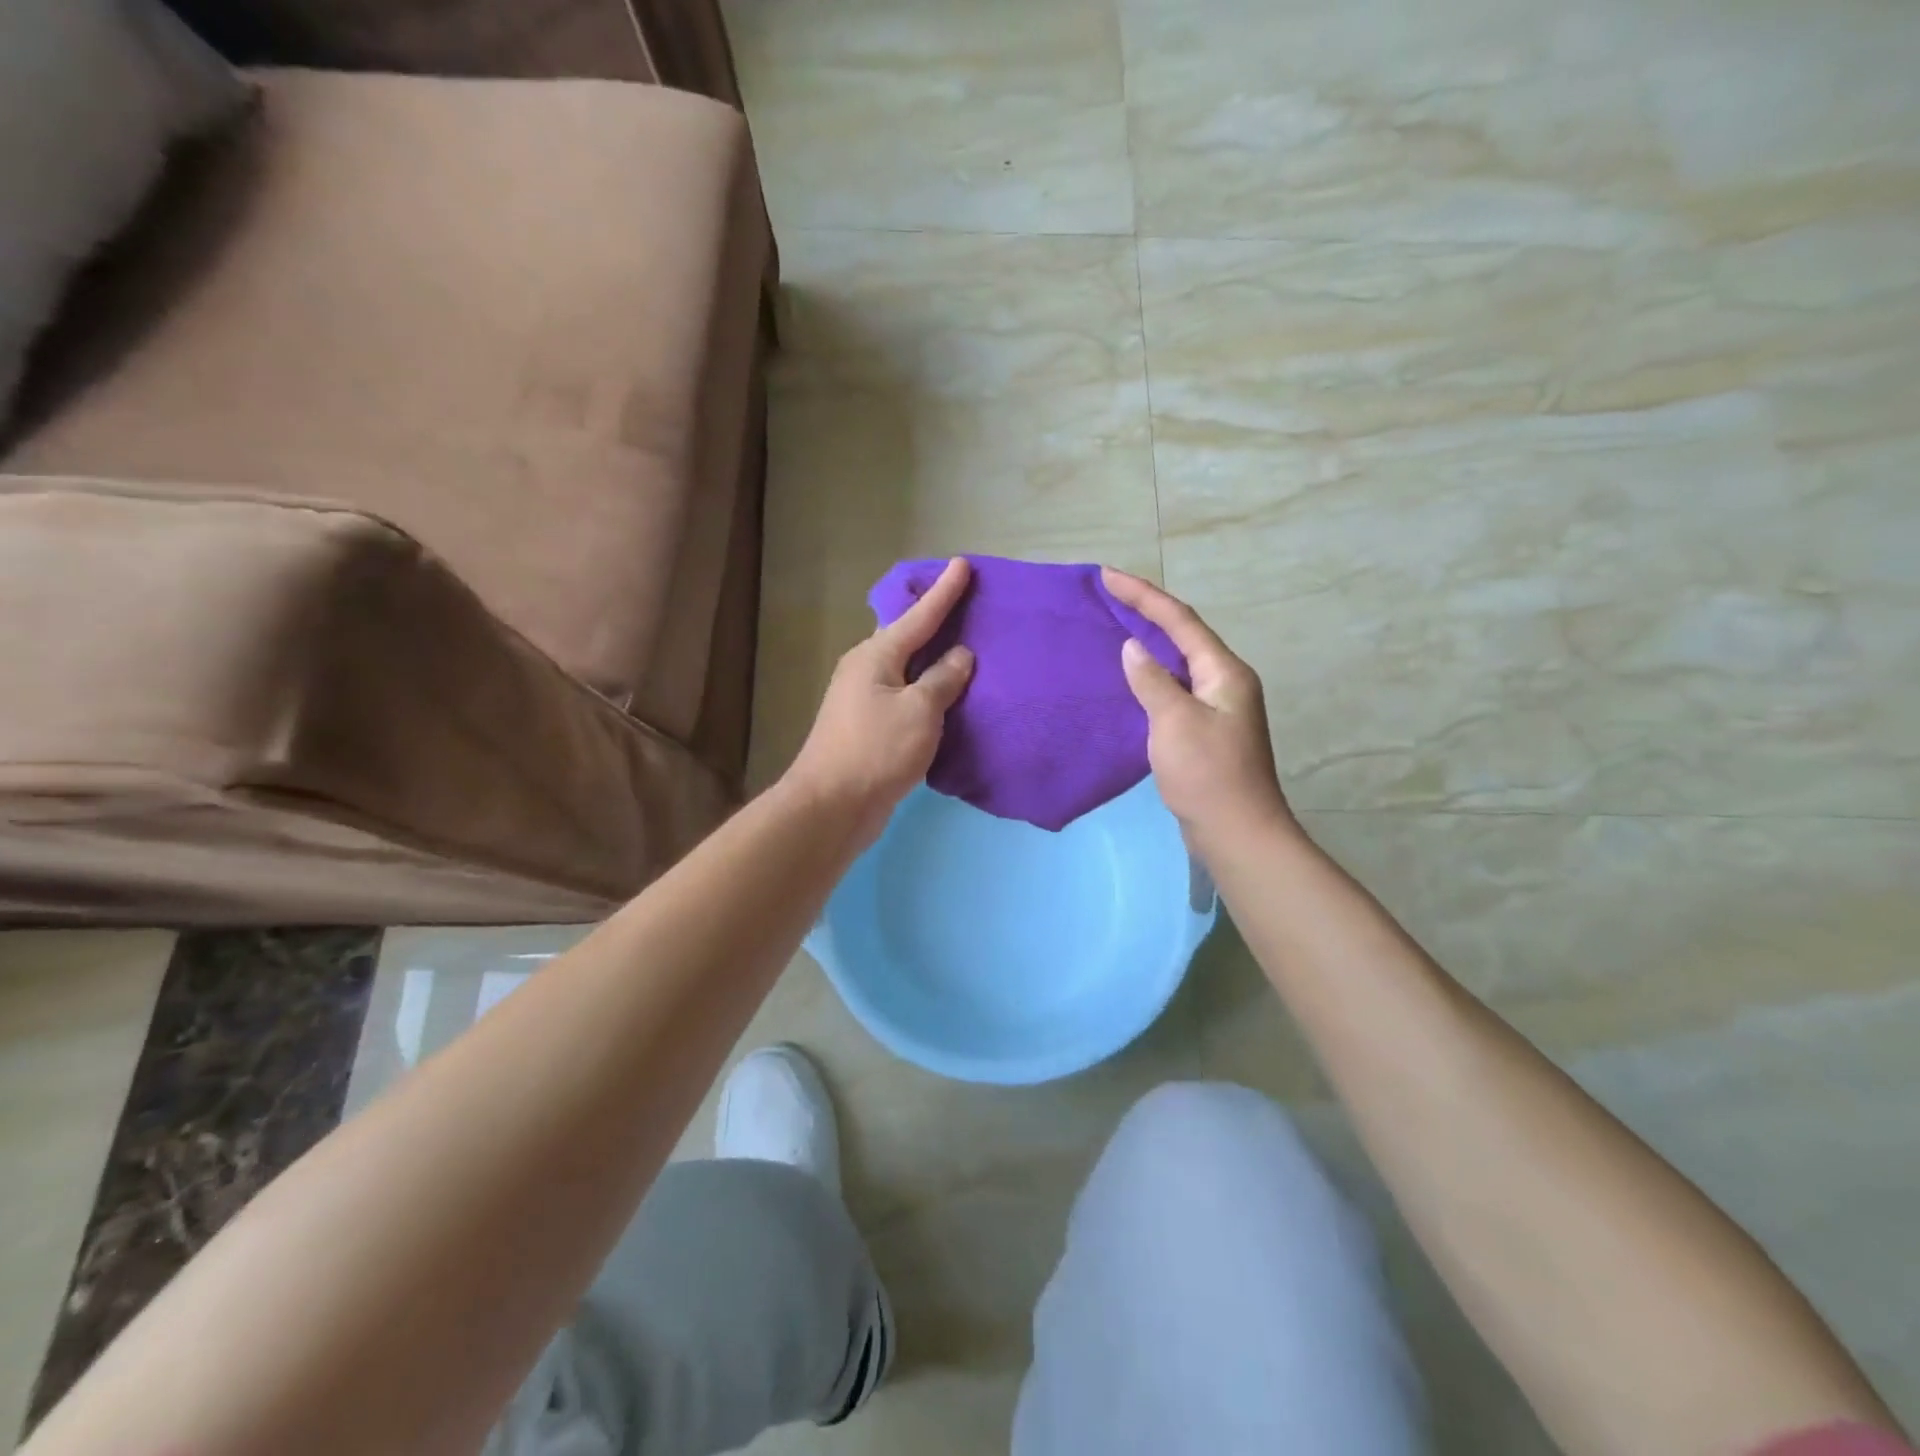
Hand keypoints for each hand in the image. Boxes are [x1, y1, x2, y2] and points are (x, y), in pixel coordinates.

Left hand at [785, 557, 974, 843]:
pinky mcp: (868, 728)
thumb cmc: (877, 750)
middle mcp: (865, 670)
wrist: (832, 806)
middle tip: (966, 605)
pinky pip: (905, 697)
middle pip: (907, 638)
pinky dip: (927, 691)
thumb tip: (960, 655)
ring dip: (932, 660)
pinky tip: (946, 696)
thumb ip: (943, 679)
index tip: (961, 564)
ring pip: (906, 670)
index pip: (918, 616)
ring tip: (964, 648)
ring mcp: (863, 700)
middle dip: (935, 621)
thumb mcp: (920, 711)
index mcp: (876, 656)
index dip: (944, 592)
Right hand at [1101, 567, 1292, 845]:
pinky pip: (1174, 688)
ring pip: (1179, 662)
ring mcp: (1217, 707)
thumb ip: (1152, 680)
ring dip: (1149, 641)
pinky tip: (1131, 679)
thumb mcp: (1174, 722)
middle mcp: (1225, 681)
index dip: (1144, 595)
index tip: (1108, 576)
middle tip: (1109, 595)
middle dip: (1147, 611)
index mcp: (1224, 672)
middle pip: (1183, 635)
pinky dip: (1151, 675)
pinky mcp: (1206, 730)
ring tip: (1115, 626)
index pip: (1180, 620)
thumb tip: (1133, 648)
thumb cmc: (1207, 774)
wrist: (1236, 832)